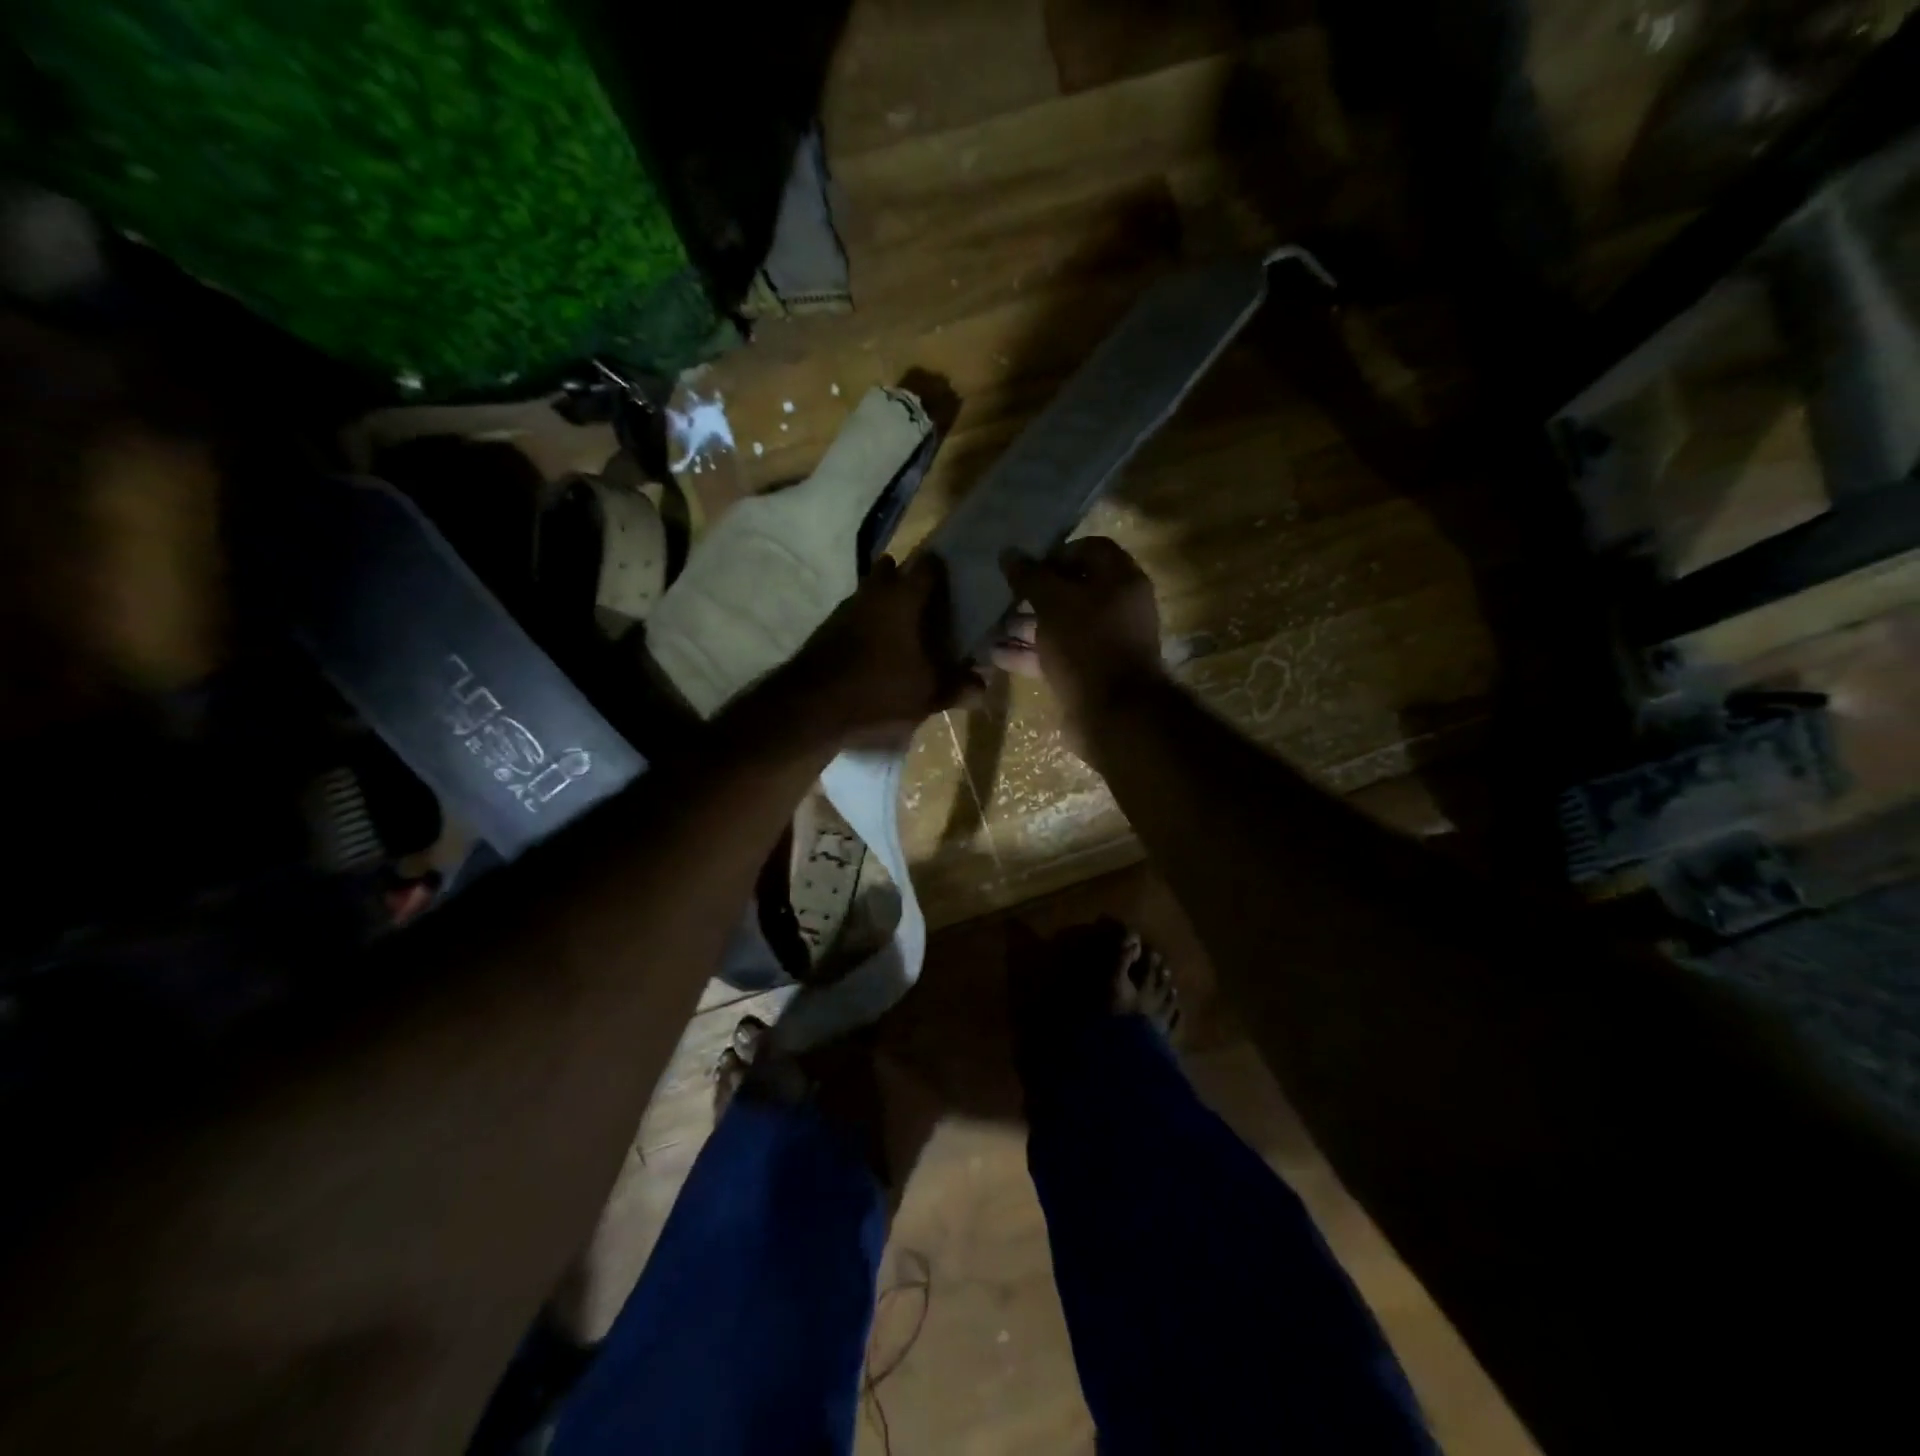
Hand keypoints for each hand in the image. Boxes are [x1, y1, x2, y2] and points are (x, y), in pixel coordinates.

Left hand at [783, 554, 980, 743]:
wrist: (810, 708)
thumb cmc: (879, 692)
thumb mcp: (928, 695)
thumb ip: (958, 687)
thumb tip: (983, 685)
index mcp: (903, 598)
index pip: (928, 566)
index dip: (943, 571)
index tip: (956, 583)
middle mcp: (873, 593)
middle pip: (892, 570)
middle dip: (908, 580)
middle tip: (928, 604)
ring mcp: (844, 609)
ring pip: (870, 592)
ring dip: (885, 603)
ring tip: (903, 630)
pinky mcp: (826, 630)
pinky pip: (855, 616)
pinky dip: (867, 625)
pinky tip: (876, 651)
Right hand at [994, 536, 1163, 738]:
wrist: (1113, 714)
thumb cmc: (1086, 644)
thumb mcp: (1053, 603)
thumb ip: (1030, 576)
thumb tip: (1008, 553)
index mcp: (1121, 580)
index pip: (1090, 549)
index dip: (1056, 553)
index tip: (1026, 564)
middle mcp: (1117, 608)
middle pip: (1072, 590)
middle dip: (1034, 593)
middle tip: (1002, 595)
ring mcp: (1103, 643)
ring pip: (1060, 625)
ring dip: (1025, 625)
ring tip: (990, 625)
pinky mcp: (1088, 673)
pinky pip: (1056, 654)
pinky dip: (1029, 653)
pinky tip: (995, 655)